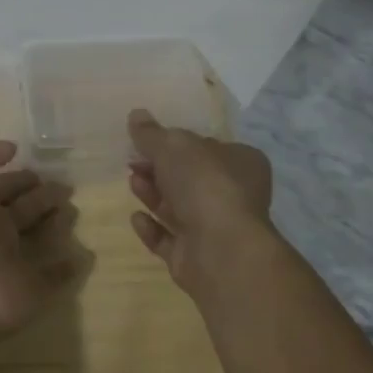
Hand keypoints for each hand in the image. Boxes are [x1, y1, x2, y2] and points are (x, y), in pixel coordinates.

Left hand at [0, 133, 76, 343]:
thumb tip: (8, 149)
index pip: (0, 185)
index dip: (18, 175)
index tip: (41, 168)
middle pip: (24, 209)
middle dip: (43, 196)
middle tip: (67, 186)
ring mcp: (13, 262)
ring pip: (41, 237)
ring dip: (58, 223)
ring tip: (76, 209)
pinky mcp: (33, 288)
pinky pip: (55, 275)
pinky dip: (69, 265)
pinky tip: (84, 252)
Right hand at [127, 109, 274, 295]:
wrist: (221, 250)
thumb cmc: (205, 184)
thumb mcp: (173, 145)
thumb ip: (151, 133)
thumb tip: (136, 115)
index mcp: (240, 163)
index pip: (206, 147)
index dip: (176, 143)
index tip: (147, 140)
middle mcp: (233, 195)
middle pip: (188, 178)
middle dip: (158, 169)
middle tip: (133, 162)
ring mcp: (215, 229)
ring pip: (178, 208)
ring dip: (152, 194)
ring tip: (132, 183)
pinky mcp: (197, 257)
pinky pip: (169, 239)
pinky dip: (152, 228)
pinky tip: (137, 218)